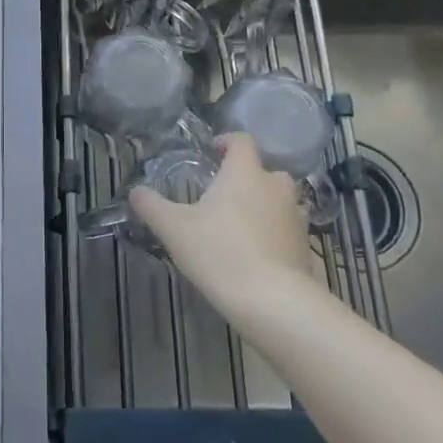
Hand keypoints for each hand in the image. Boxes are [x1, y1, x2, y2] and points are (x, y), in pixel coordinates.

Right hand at [130, 134, 325, 319]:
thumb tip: (135, 191)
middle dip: (247, 178)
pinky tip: (259, 254)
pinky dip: (276, 234)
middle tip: (224, 195)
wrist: (273, 301)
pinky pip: (289, 230)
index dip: (226, 142)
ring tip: (241, 225)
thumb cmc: (219, 252)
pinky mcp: (306, 246)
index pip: (242, 141)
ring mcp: (296, 217)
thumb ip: (151, 206)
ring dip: (265, 205)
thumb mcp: (173, 228)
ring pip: (280, 200)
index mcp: (244, 173)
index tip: (212, 152)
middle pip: (265, 170)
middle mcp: (275, 186)